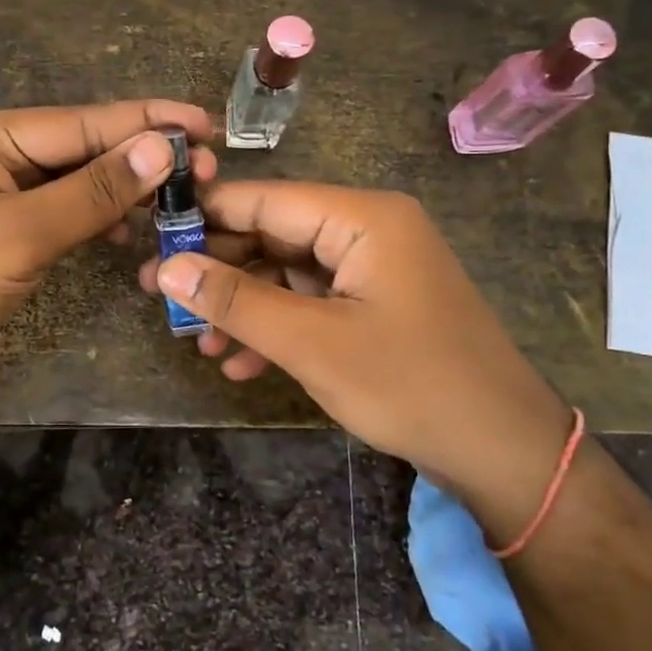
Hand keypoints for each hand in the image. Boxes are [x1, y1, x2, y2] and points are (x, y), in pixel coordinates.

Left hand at [0, 101, 214, 405]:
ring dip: (126, 193)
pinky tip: (132, 235)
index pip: (83, 122)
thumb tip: (161, 146)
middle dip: (142, 159)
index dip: (147, 122)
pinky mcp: (8, 236)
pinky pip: (66, 216)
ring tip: (181, 201)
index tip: (205, 124)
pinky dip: (100, 223)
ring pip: (79, 185)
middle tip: (205, 171)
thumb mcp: (20, 232)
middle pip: (84, 149)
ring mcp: (2, 198)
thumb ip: (93, 190)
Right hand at [139, 181, 571, 481]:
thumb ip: (236, 301)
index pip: (265, 199)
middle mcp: (368, 230)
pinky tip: (240, 363)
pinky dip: (276, 327)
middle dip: (219, 272)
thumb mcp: (312, 343)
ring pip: (287, 273)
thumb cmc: (410, 384)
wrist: (501, 451)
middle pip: (273, 234)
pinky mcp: (375, 304)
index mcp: (362, 218)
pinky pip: (312, 302)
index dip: (204, 218)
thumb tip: (166, 268)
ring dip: (243, 307)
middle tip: (162, 301)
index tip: (149, 240)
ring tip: (196, 342)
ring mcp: (374, 269)